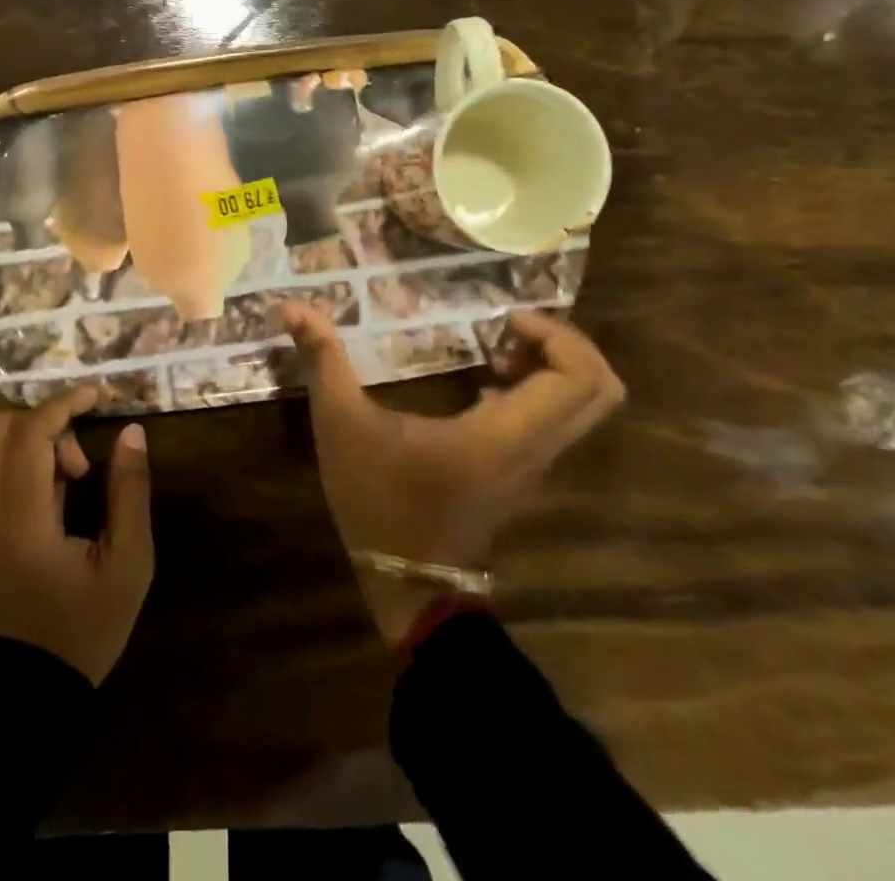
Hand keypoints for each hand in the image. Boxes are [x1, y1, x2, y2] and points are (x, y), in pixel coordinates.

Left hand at [0, 387, 154, 685]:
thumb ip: (130, 493)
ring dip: (36, 446)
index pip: (30, 432)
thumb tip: (132, 433)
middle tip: (84, 460)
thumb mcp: (126, 566)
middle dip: (48, 422)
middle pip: (1, 429)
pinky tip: (56, 505)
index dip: (65, 402)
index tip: (100, 394)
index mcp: (19, 519)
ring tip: (75, 486)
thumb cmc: (80, 635)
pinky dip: (24, 468)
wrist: (19, 706)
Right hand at [283, 305, 624, 646]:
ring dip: (553, 367)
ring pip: (584, 408)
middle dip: (565, 345)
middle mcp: (534, 449)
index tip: (503, 321)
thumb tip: (293, 306)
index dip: (557, 337)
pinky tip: (483, 382)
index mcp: (503, 435)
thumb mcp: (341, 425)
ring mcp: (534, 465)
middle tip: (507, 329)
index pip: (580, 380)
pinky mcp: (522, 472)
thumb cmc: (379, 503)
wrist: (408, 588)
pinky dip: (539, 390)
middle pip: (600, 389)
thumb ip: (322, 361)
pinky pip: (558, 422)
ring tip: (494, 349)